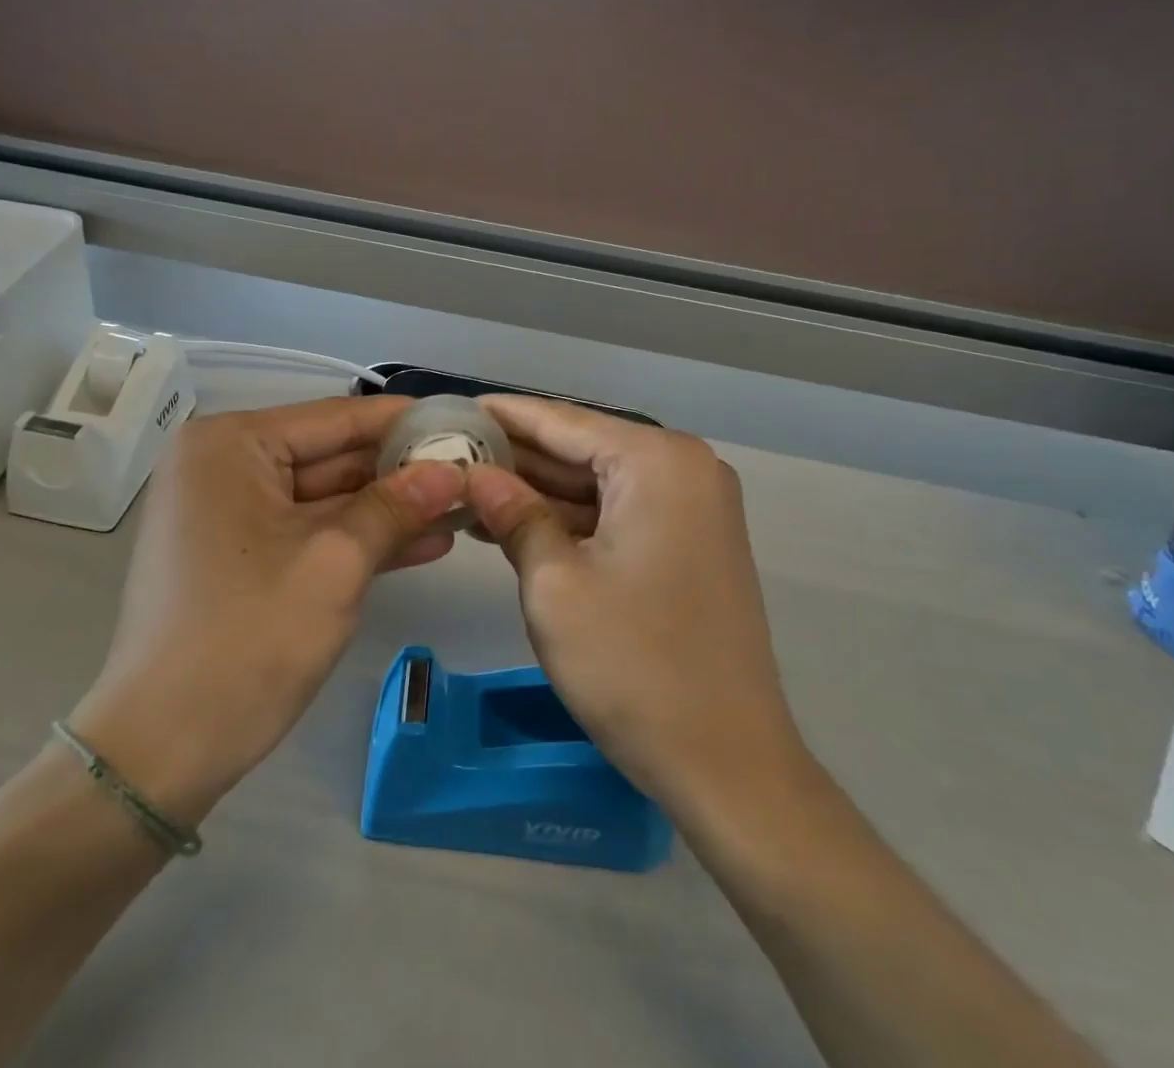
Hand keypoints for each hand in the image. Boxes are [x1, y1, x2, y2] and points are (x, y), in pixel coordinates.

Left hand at [72, 396, 466, 822]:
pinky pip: (308, 531)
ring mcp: (229, 512)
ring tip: (461, 509)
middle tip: (472, 470)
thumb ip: (395, 506)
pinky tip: (423, 542)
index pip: (336, 418)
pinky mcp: (240, 555)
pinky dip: (359, 538)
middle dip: (401, 471)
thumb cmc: (248, 638)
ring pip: (326, 498)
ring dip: (389, 508)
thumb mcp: (335, 563)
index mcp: (231, 445)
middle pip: (331, 456)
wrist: (162, 749)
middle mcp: (223, 465)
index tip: (463, 421)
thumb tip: (452, 472)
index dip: (404, 422)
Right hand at [463, 395, 809, 811]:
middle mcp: (683, 468)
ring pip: (595, 482)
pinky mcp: (687, 542)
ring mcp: (691, 507)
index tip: (447, 408)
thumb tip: (474, 473)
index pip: (560, 421)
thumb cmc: (634, 667)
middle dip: (514, 455)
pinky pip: (615, 512)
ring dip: (535, 489)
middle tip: (445, 451)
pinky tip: (509, 522)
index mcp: (658, 462)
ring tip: (464, 485)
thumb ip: (512, 514)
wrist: (728, 765)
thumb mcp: (554, 584)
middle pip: (580, 448)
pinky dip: (567, 518)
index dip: (500, 416)